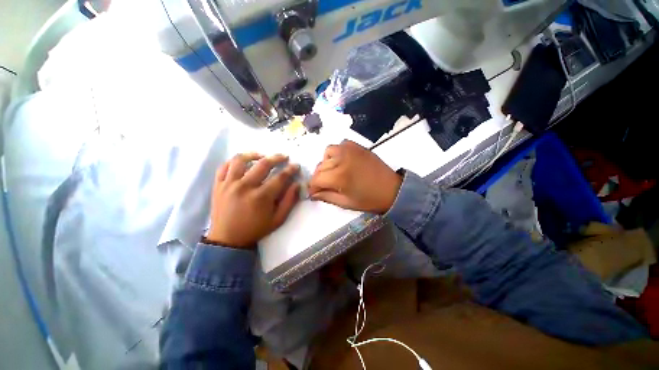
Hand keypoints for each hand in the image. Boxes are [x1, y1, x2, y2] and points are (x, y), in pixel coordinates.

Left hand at [207, 153, 299, 248]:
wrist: (227, 239)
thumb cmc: (255, 229)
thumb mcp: (278, 219)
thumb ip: (289, 201)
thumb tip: (297, 184)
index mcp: (261, 197)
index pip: (280, 177)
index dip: (290, 169)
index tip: (295, 165)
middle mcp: (245, 187)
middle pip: (263, 164)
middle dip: (276, 158)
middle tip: (284, 156)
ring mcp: (229, 184)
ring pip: (240, 160)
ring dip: (253, 154)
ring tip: (262, 155)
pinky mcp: (218, 185)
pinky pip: (224, 167)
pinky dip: (234, 161)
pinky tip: (242, 162)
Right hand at [308, 141, 401, 213]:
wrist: (392, 190)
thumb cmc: (369, 200)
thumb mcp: (346, 202)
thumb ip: (326, 197)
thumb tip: (312, 194)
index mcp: (339, 176)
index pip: (316, 179)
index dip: (312, 187)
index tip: (314, 193)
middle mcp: (341, 159)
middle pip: (320, 167)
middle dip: (319, 178)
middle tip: (324, 186)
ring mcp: (350, 150)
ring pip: (327, 153)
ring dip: (326, 163)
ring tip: (333, 172)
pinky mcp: (357, 146)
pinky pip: (340, 145)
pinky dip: (337, 153)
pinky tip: (342, 162)